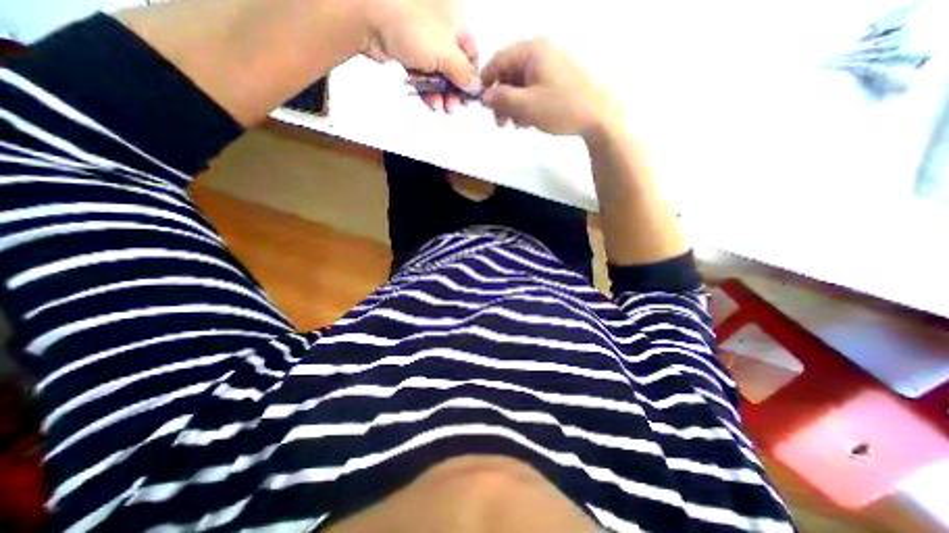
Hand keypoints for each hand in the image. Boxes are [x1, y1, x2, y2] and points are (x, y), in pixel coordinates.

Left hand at [358, 0, 474, 110]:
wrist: (369, 17)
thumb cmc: (410, 24)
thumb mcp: (448, 53)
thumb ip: (464, 74)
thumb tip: (474, 86)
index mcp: (456, 18)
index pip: (471, 54)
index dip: (471, 78)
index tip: (468, 97)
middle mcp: (441, 25)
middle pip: (454, 65)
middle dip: (454, 89)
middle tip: (454, 105)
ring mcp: (423, 37)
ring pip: (438, 71)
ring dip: (441, 92)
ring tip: (442, 107)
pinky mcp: (408, 48)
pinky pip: (423, 72)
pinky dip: (427, 87)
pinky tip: (431, 102)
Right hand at [484, 40, 624, 137]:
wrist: (597, 117)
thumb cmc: (560, 108)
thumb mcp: (526, 105)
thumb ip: (501, 99)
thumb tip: (482, 97)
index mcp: (532, 51)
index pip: (499, 61)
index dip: (486, 82)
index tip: (480, 104)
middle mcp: (540, 54)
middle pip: (509, 75)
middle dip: (501, 100)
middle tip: (500, 123)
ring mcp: (549, 68)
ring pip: (520, 86)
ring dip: (512, 107)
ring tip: (514, 126)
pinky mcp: (555, 82)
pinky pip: (532, 91)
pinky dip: (525, 107)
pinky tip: (526, 123)